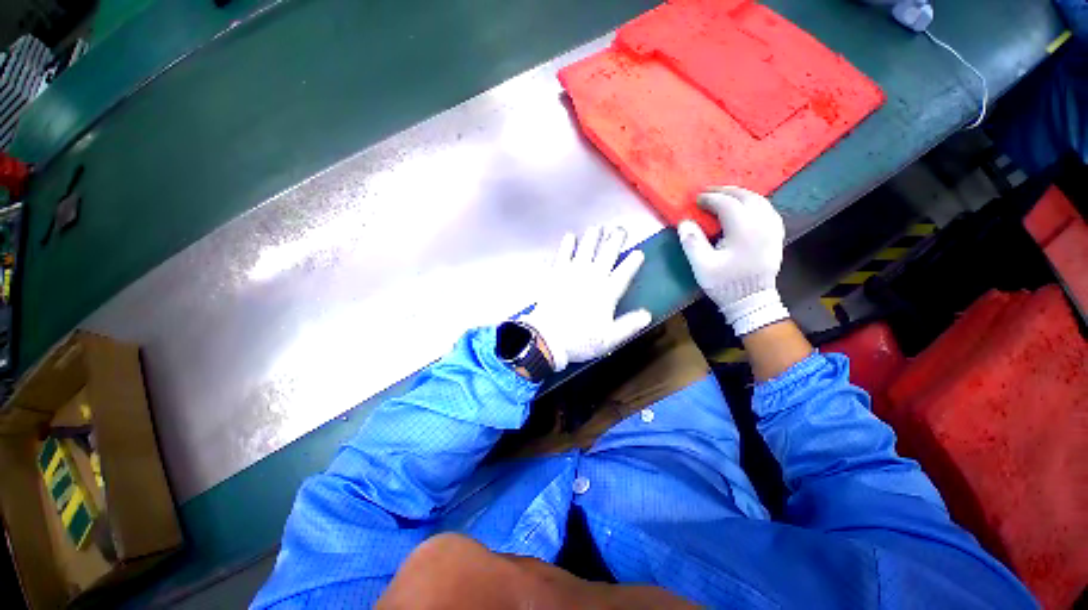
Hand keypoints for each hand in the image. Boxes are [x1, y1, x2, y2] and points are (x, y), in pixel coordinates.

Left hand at [522, 226, 651, 371]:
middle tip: (620, 229)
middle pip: (606, 255)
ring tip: (597, 227)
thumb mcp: (609, 338)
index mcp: (606, 293)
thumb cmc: (580, 340)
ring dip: (592, 238)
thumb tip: (647, 314)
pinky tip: (570, 237)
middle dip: (615, 241)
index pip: (624, 273)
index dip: (633, 262)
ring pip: (585, 250)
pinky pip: (562, 255)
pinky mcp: (555, 274)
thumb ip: (629, 325)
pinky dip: (566, 245)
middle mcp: (591, 278)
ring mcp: (572, 273)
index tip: (639, 252)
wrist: (547, 338)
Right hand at [677, 186, 789, 335]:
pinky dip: (754, 203)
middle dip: (726, 191)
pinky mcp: (776, 235)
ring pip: (760, 201)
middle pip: (746, 197)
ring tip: (724, 196)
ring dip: (741, 194)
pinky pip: (768, 210)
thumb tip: (684, 222)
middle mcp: (762, 224)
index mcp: (744, 230)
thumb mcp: (702, 266)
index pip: (727, 204)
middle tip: (708, 192)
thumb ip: (692, 242)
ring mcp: (773, 229)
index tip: (696, 200)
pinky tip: (745, 207)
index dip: (710, 199)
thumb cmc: (725, 284)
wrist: (751, 300)